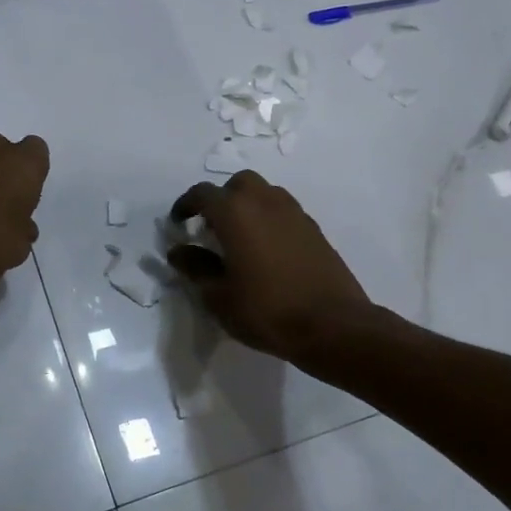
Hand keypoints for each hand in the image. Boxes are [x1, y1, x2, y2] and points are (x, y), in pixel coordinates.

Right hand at [167, 171, 373, 364]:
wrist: (332, 325)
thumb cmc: (266, 310)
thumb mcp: (219, 296)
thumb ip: (196, 268)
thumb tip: (179, 251)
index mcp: (235, 213)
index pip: (202, 194)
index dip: (185, 205)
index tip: (178, 223)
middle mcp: (265, 202)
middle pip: (238, 184)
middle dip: (221, 199)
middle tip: (212, 228)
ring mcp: (295, 214)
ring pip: (265, 194)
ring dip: (247, 207)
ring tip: (239, 239)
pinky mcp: (314, 230)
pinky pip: (284, 212)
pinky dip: (269, 221)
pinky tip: (266, 252)